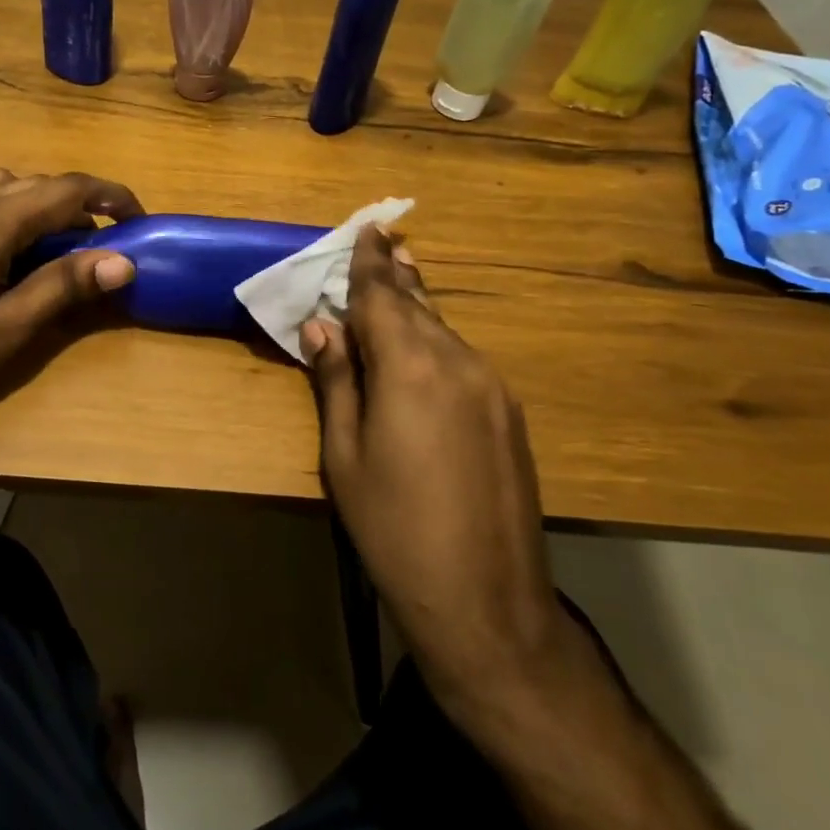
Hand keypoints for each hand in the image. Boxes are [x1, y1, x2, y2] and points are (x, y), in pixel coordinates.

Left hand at [0, 168, 142, 440]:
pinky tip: (16, 253)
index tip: (139, 218)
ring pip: (6, 188)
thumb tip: (122, 260)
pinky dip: (14, 212)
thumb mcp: (8, 328)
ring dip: (43, 203)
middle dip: (79, 201)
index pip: (64, 188)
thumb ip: (64, 286)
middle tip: (107, 238)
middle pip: (36, 183)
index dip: (109, 197)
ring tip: (63, 242)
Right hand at [303, 229, 592, 723]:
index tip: (367, 227)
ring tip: (399, 280)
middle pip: (418, 304)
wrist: (486, 602)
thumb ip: (337, 380)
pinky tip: (423, 345)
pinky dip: (436, 339)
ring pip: (444, 328)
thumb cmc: (392, 528)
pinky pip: (463, 357)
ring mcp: (491, 387)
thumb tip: (321, 327)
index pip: (383, 296)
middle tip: (381, 242)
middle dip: (394, 274)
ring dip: (417, 305)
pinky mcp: (508, 413)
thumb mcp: (345, 455)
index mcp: (411, 367)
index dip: (369, 261)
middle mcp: (458, 362)